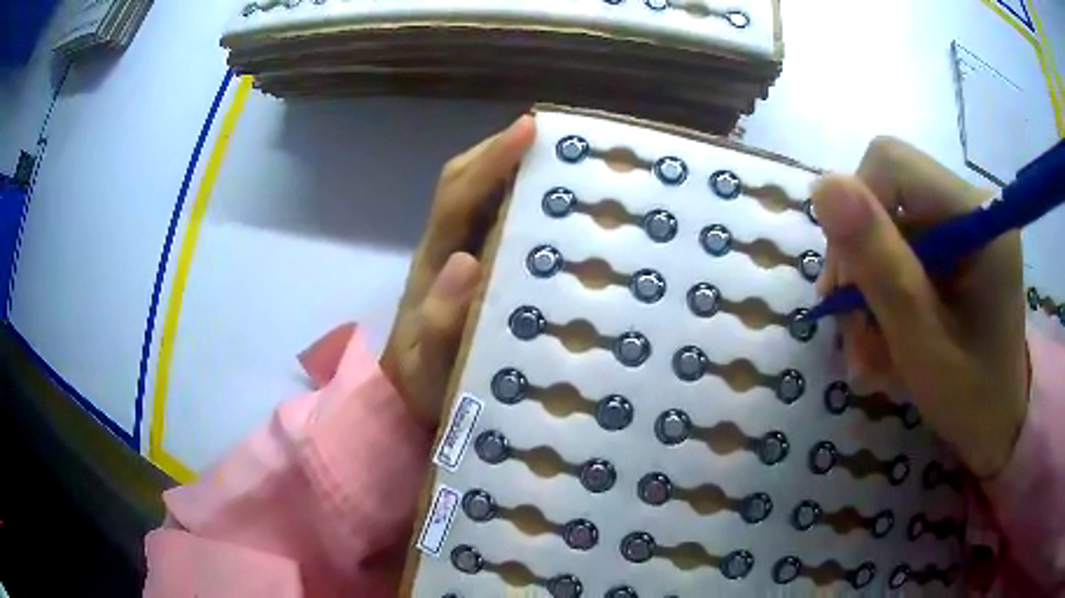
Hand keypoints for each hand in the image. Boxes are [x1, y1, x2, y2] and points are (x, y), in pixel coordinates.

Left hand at [381, 116, 536, 426]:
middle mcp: (444, 246)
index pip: (458, 195)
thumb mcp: (428, 361)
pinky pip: (493, 222)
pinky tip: (553, 207)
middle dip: (500, 151)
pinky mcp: (472, 270)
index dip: (490, 160)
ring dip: (511, 169)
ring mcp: (457, 255)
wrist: (408, 397)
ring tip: (559, 159)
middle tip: (551, 136)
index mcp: (433, 261)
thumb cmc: (420, 380)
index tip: (528, 129)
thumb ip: (440, 319)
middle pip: (465, 182)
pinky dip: (519, 202)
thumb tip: (466, 262)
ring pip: (478, 196)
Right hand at [812, 137, 1028, 476]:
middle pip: (886, 194)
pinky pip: (901, 250)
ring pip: (888, 227)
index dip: (857, 214)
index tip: (847, 288)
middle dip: (861, 261)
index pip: (892, 164)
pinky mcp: (956, 245)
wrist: (997, 425)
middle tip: (854, 329)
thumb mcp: (922, 343)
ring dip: (868, 288)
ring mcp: (964, 224)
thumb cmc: (971, 399)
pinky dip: (884, 294)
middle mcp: (971, 206)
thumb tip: (822, 186)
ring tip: (870, 350)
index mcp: (977, 216)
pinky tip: (886, 338)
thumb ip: (881, 265)